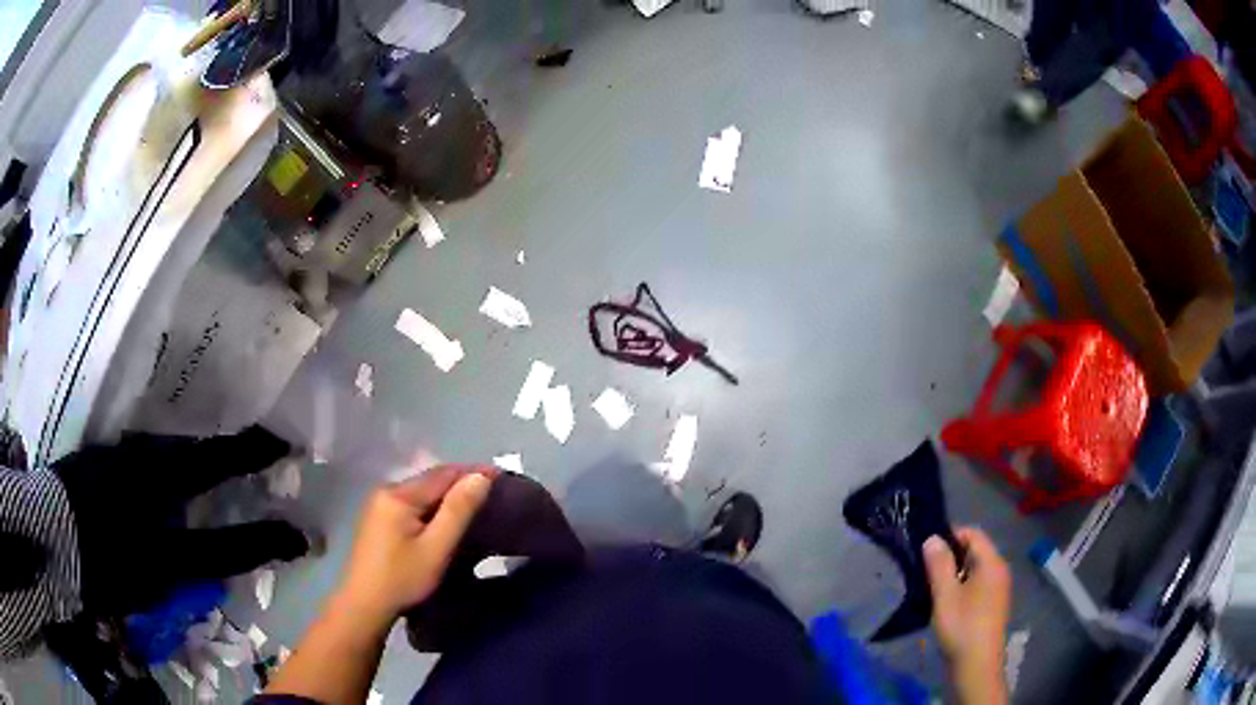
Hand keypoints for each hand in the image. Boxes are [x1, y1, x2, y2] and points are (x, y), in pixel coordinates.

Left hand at [336, 465, 495, 625]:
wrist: (364, 605)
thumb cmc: (402, 578)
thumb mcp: (436, 548)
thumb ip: (458, 511)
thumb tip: (480, 477)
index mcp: (399, 494)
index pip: (443, 473)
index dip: (473, 472)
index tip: (503, 476)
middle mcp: (387, 491)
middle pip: (431, 480)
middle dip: (461, 482)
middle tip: (494, 491)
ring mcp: (379, 505)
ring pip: (422, 492)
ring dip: (448, 495)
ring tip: (476, 504)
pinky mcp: (379, 520)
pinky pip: (413, 503)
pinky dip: (433, 506)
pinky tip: (446, 518)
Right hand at [924, 528, 1010, 703]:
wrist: (977, 666)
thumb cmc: (962, 627)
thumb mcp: (945, 595)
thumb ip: (939, 564)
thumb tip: (933, 538)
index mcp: (992, 563)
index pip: (973, 534)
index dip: (950, 535)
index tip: (926, 550)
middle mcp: (999, 571)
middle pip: (974, 551)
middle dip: (950, 556)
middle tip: (925, 570)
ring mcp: (998, 589)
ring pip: (974, 570)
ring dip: (953, 574)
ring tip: (931, 588)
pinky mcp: (992, 605)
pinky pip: (976, 585)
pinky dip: (961, 587)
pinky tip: (945, 604)